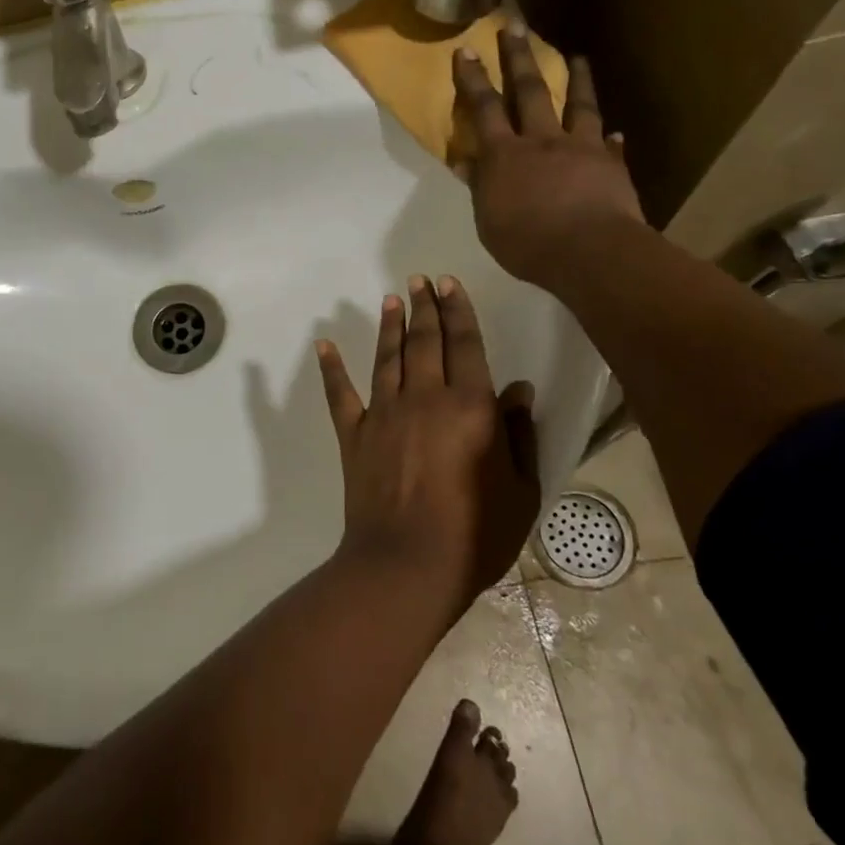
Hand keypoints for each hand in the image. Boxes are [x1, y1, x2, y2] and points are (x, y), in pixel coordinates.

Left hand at [316, 276, 540, 612]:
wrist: (408, 564)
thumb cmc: (476, 535)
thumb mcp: (520, 490)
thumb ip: (520, 434)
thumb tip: (519, 388)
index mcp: (470, 407)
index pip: (465, 345)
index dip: (458, 311)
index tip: (448, 283)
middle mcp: (424, 397)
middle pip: (424, 341)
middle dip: (424, 307)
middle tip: (419, 279)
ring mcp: (384, 413)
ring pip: (387, 357)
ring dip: (389, 326)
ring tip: (391, 299)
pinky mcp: (354, 433)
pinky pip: (340, 393)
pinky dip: (331, 368)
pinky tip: (323, 344)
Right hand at [452, 29, 643, 289]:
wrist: (591, 254)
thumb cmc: (528, 243)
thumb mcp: (489, 222)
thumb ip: (481, 188)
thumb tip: (467, 163)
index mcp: (505, 155)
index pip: (484, 108)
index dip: (474, 79)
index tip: (467, 50)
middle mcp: (542, 141)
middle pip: (529, 91)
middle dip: (519, 56)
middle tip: (514, 25)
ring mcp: (582, 148)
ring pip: (579, 105)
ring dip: (576, 79)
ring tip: (577, 56)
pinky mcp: (612, 165)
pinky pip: (610, 145)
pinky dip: (610, 137)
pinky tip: (615, 131)